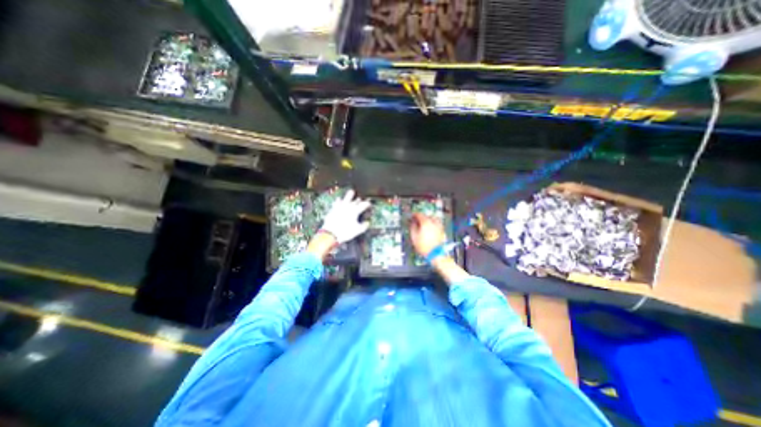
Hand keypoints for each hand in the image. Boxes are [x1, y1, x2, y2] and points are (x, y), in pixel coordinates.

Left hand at [318, 188, 370, 244]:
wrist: (331, 234)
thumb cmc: (345, 232)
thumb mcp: (357, 231)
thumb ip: (364, 226)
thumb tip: (367, 223)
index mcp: (355, 211)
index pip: (364, 205)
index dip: (368, 204)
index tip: (369, 204)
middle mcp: (348, 207)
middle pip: (355, 200)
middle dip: (359, 199)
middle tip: (361, 199)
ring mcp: (340, 207)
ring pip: (346, 198)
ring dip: (349, 195)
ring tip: (351, 191)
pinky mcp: (334, 209)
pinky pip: (337, 202)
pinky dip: (339, 200)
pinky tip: (339, 199)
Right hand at [408, 214, 446, 256]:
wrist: (436, 254)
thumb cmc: (424, 246)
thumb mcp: (414, 237)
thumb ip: (413, 228)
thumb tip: (413, 223)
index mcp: (425, 222)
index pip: (419, 215)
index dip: (414, 215)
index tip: (412, 217)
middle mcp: (433, 222)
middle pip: (427, 216)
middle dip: (422, 217)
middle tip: (418, 220)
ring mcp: (439, 226)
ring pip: (434, 219)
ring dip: (429, 219)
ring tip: (425, 223)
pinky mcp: (442, 231)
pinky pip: (437, 224)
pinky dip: (433, 224)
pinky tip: (431, 228)